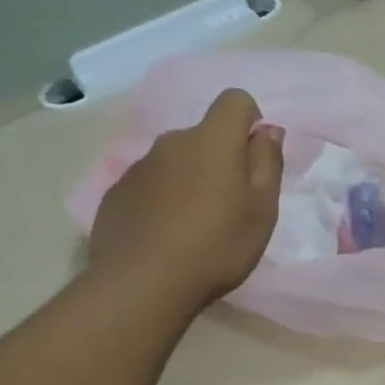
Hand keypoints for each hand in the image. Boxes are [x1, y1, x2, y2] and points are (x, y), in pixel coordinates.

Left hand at [88, 89, 284, 309]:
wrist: (143, 284)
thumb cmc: (218, 243)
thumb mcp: (263, 207)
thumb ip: (267, 161)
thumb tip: (268, 129)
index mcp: (212, 140)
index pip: (235, 100)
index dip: (251, 120)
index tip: (256, 157)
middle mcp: (172, 142)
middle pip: (205, 135)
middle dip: (221, 157)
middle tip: (232, 202)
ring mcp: (138, 167)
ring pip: (177, 160)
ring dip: (192, 178)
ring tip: (198, 223)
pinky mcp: (117, 194)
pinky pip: (151, 184)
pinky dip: (164, 199)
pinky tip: (168, 234)